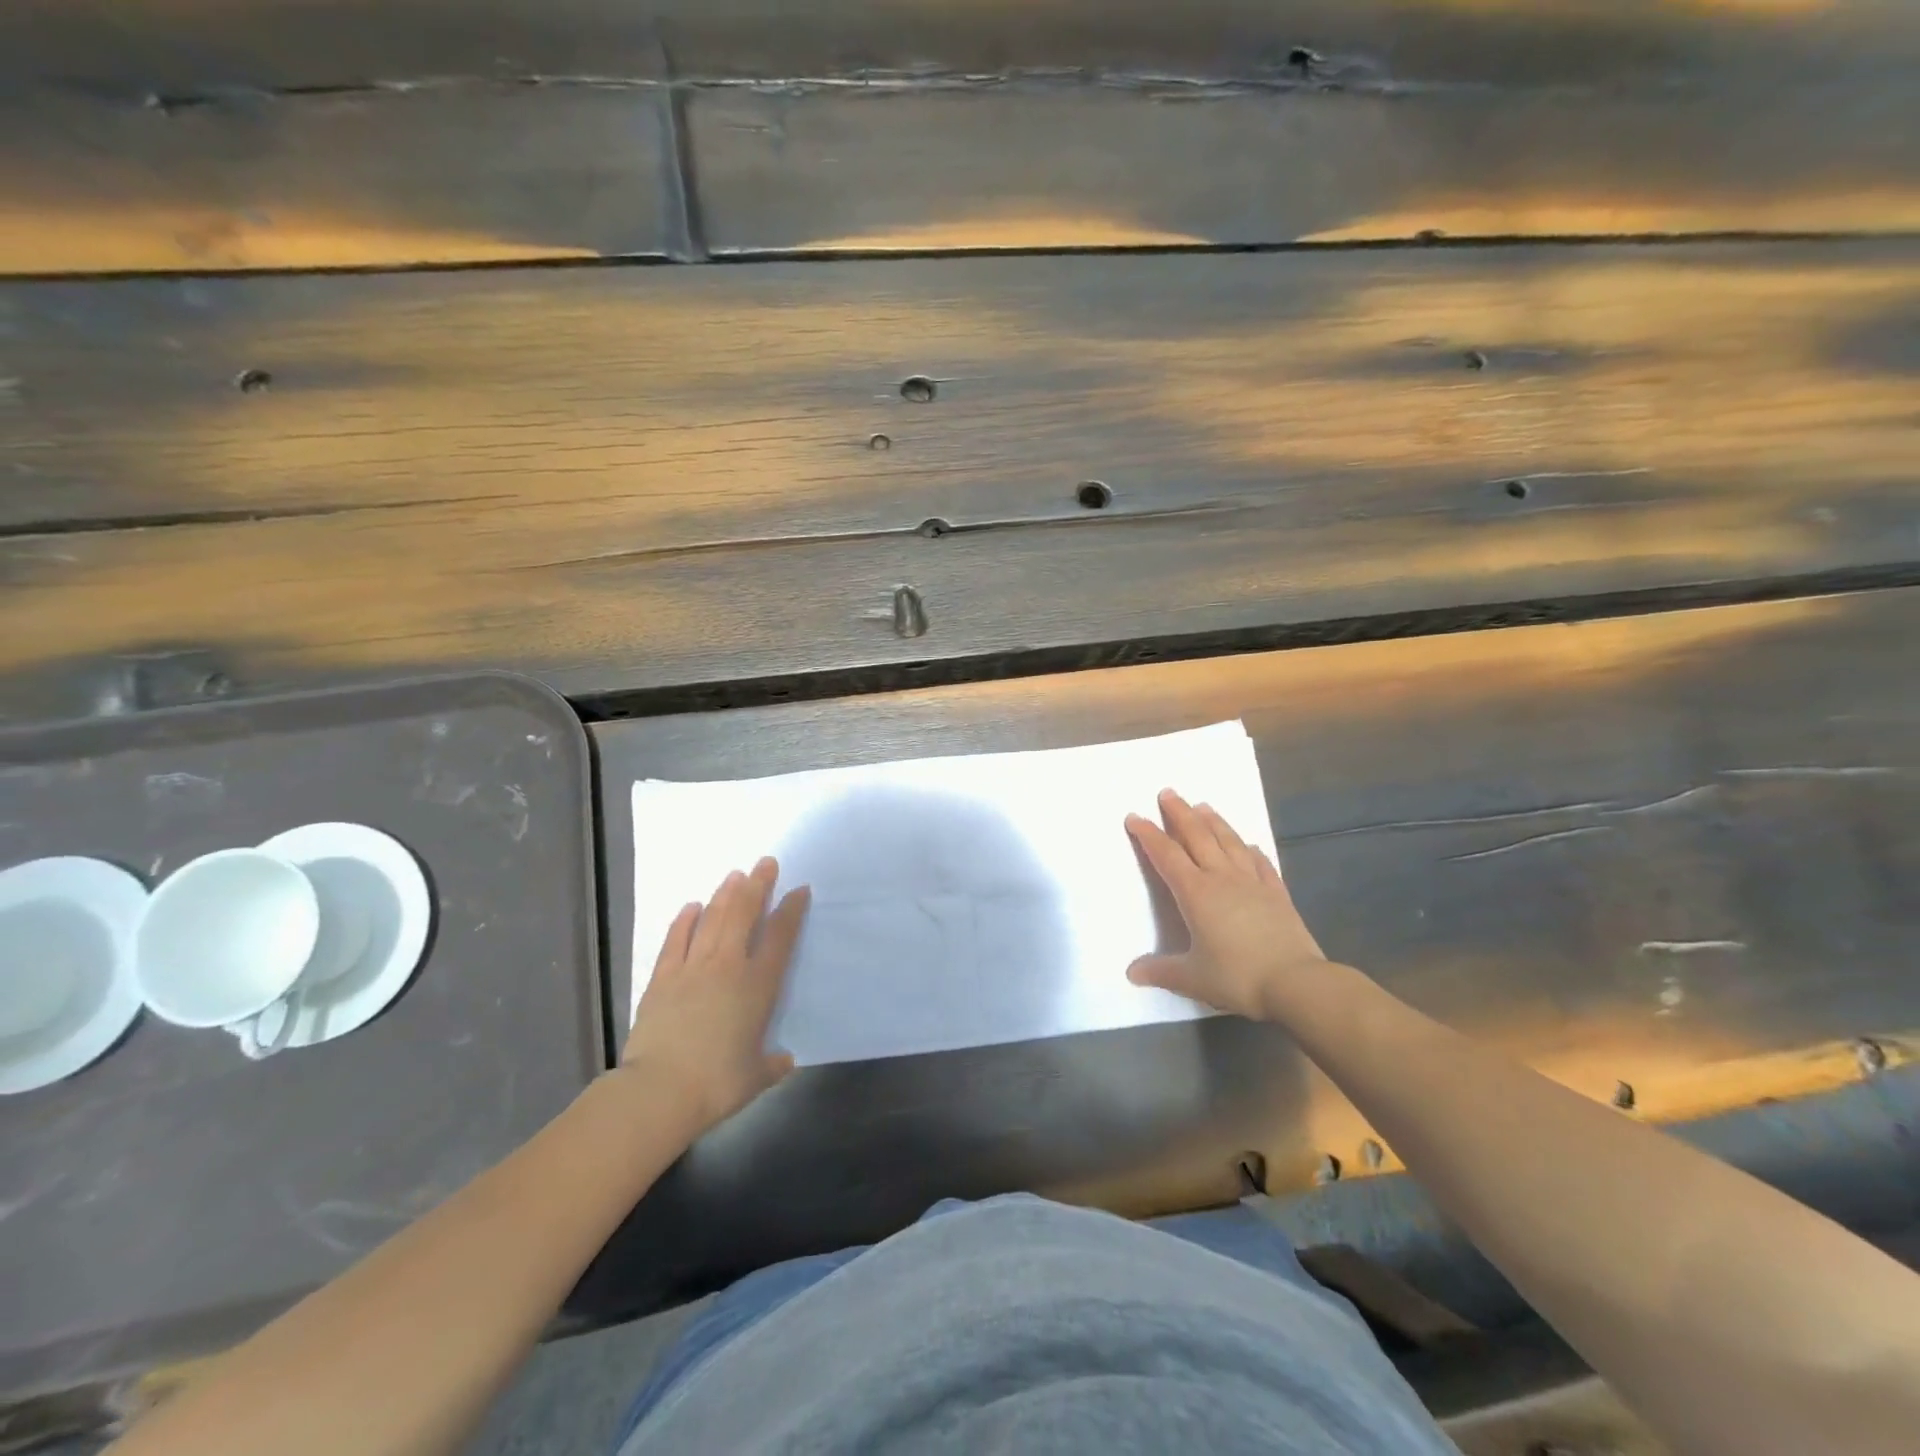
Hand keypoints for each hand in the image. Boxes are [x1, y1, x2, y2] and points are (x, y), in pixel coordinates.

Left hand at [621, 857, 809, 1132]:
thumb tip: (784, 1060)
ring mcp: (693, 968)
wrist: (660, 1090)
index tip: (799, 890)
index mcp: (759, 986)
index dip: (791, 911)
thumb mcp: (756, 1077)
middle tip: (765, 862)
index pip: (781, 937)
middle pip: (745, 915)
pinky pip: (676, 940)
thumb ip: (773, 1064)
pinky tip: (691, 906)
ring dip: (725, 895)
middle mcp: (729, 966)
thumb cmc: (717, 1084)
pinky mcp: (662, 978)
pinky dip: (684, 921)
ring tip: (735, 874)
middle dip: (758, 886)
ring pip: (713, 920)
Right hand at [1124, 789, 1329, 1020]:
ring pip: (1229, 842)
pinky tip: (1249, 844)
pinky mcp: (1276, 893)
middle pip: (1197, 837)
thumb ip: (1161, 972)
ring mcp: (1252, 883)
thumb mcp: (1192, 978)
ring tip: (1203, 806)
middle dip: (1180, 813)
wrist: (1296, 983)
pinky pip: (1261, 863)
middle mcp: (1222, 878)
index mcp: (1195, 893)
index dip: (1148, 835)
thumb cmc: (1238, 977)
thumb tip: (1132, 973)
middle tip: (1168, 793)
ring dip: (1214, 822)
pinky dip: (1251, 850)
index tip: (1135, 817)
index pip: (1166, 856)